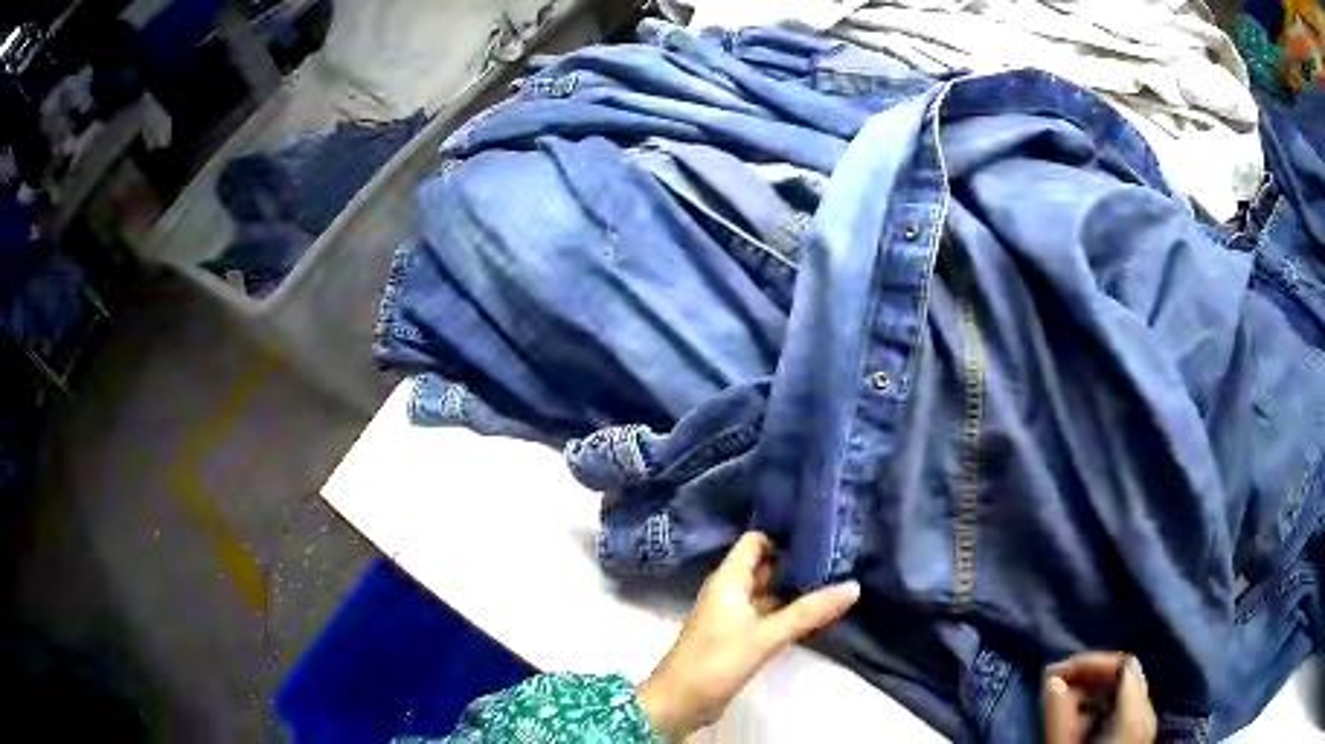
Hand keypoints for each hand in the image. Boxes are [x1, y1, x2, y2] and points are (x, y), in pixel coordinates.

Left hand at [636, 532, 860, 739]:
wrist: (679, 703)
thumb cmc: (716, 661)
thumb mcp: (766, 635)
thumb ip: (808, 612)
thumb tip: (854, 586)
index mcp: (728, 580)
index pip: (756, 541)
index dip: (784, 535)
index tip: (821, 535)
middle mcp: (730, 592)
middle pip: (766, 566)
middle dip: (798, 562)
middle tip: (840, 557)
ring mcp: (734, 616)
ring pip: (769, 593)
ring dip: (796, 589)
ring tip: (837, 582)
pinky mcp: (739, 638)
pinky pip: (768, 616)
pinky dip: (789, 612)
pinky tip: (817, 615)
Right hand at [1043, 652, 1156, 743]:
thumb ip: (1059, 716)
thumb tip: (1052, 679)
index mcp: (1135, 715)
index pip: (1122, 664)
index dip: (1089, 661)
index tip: (1054, 674)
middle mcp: (1147, 714)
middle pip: (1125, 675)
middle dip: (1089, 676)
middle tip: (1054, 687)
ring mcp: (1146, 727)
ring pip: (1125, 692)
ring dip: (1093, 692)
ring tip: (1062, 706)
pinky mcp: (1138, 738)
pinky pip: (1125, 708)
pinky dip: (1101, 707)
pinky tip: (1079, 723)